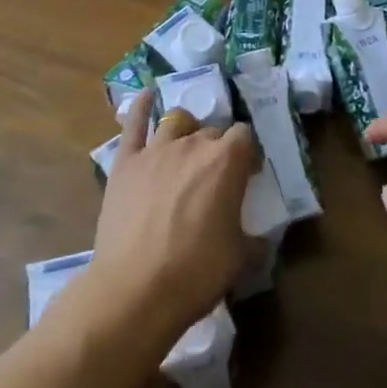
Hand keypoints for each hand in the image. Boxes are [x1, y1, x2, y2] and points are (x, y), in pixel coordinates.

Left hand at [76, 90, 256, 353]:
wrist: (135, 291)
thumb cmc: (196, 273)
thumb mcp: (240, 257)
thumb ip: (254, 238)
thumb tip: (261, 239)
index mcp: (227, 161)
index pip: (245, 137)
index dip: (248, 154)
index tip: (247, 175)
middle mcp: (193, 144)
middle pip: (212, 131)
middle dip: (218, 148)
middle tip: (216, 177)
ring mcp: (155, 150)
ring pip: (177, 121)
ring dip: (187, 130)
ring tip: (186, 148)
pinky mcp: (125, 163)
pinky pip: (133, 125)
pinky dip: (141, 108)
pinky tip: (147, 97)